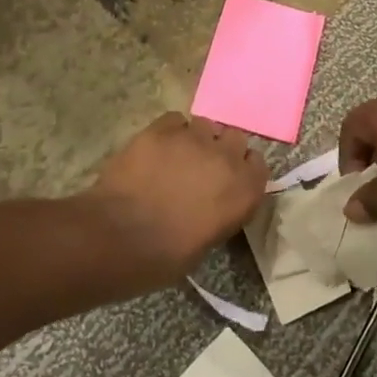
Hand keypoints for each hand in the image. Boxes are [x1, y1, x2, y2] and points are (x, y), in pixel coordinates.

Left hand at [86, 112, 268, 287]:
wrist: (118, 238)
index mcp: (244, 191)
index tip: (228, 180)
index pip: (257, 165)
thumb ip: (221, 211)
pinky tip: (156, 149)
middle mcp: (226, 158)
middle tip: (201, 167)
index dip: (242, 170)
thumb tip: (212, 201)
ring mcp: (193, 139)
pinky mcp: (161, 129)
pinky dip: (169, 132)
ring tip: (177, 156)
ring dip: (195, 139)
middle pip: (234, 138)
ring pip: (205, 125)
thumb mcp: (207, 241)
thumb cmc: (164, 256)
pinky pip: (174, 120)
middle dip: (221, 149)